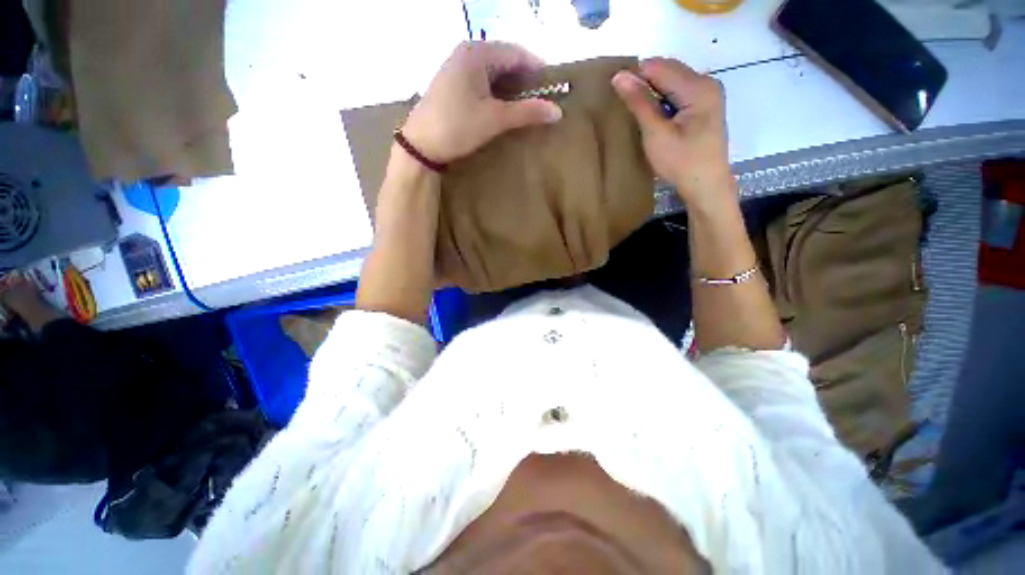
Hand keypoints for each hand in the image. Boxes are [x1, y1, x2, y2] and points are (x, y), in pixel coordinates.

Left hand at [401, 41, 562, 163]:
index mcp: (478, 52)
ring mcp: (457, 67)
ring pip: (493, 71)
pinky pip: (481, 80)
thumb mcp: (495, 119)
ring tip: (525, 105)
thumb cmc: (458, 127)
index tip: (553, 87)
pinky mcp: (452, 82)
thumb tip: (557, 111)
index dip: (537, 69)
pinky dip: (496, 91)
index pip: (517, 53)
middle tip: (540, 99)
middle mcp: (466, 52)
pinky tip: (502, 106)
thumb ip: (527, 112)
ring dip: (510, 87)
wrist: (420, 144)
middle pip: (505, 60)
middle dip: (524, 79)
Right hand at [612, 58, 733, 207]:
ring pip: (674, 80)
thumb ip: (639, 103)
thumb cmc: (681, 163)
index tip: (616, 92)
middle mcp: (707, 82)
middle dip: (645, 81)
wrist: (706, 186)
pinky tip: (654, 116)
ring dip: (653, 90)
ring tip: (637, 110)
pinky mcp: (706, 106)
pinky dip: (664, 99)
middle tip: (625, 103)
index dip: (635, 75)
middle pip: (669, 69)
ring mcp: (709, 94)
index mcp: (698, 87)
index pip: (659, 67)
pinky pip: (680, 91)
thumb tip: (619, 76)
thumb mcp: (656, 134)